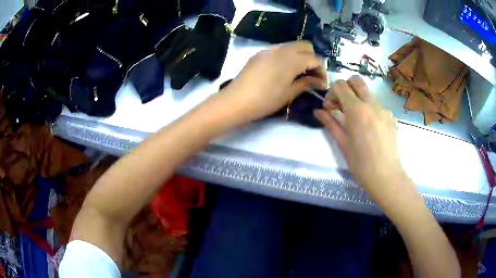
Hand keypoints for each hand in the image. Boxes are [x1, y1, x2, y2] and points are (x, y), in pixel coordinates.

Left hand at [221, 41, 327, 122]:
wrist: (236, 101)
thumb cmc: (265, 100)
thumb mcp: (289, 93)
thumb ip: (307, 83)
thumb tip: (321, 82)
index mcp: (292, 59)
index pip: (314, 58)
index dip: (322, 70)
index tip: (322, 83)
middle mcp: (282, 49)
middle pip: (305, 46)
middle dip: (312, 58)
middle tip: (311, 75)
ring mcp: (269, 49)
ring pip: (292, 45)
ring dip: (300, 56)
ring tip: (299, 72)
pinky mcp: (260, 53)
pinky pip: (279, 49)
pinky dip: (287, 56)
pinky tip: (284, 70)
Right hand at [314, 76, 406, 204]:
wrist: (386, 176)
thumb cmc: (361, 163)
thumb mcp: (343, 143)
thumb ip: (330, 123)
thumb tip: (318, 111)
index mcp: (356, 110)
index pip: (340, 85)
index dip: (332, 93)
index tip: (331, 109)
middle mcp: (371, 104)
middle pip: (356, 80)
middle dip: (346, 88)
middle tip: (343, 106)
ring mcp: (384, 110)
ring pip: (368, 93)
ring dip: (359, 99)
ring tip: (358, 121)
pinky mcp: (391, 118)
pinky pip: (378, 106)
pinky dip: (371, 111)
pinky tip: (371, 130)